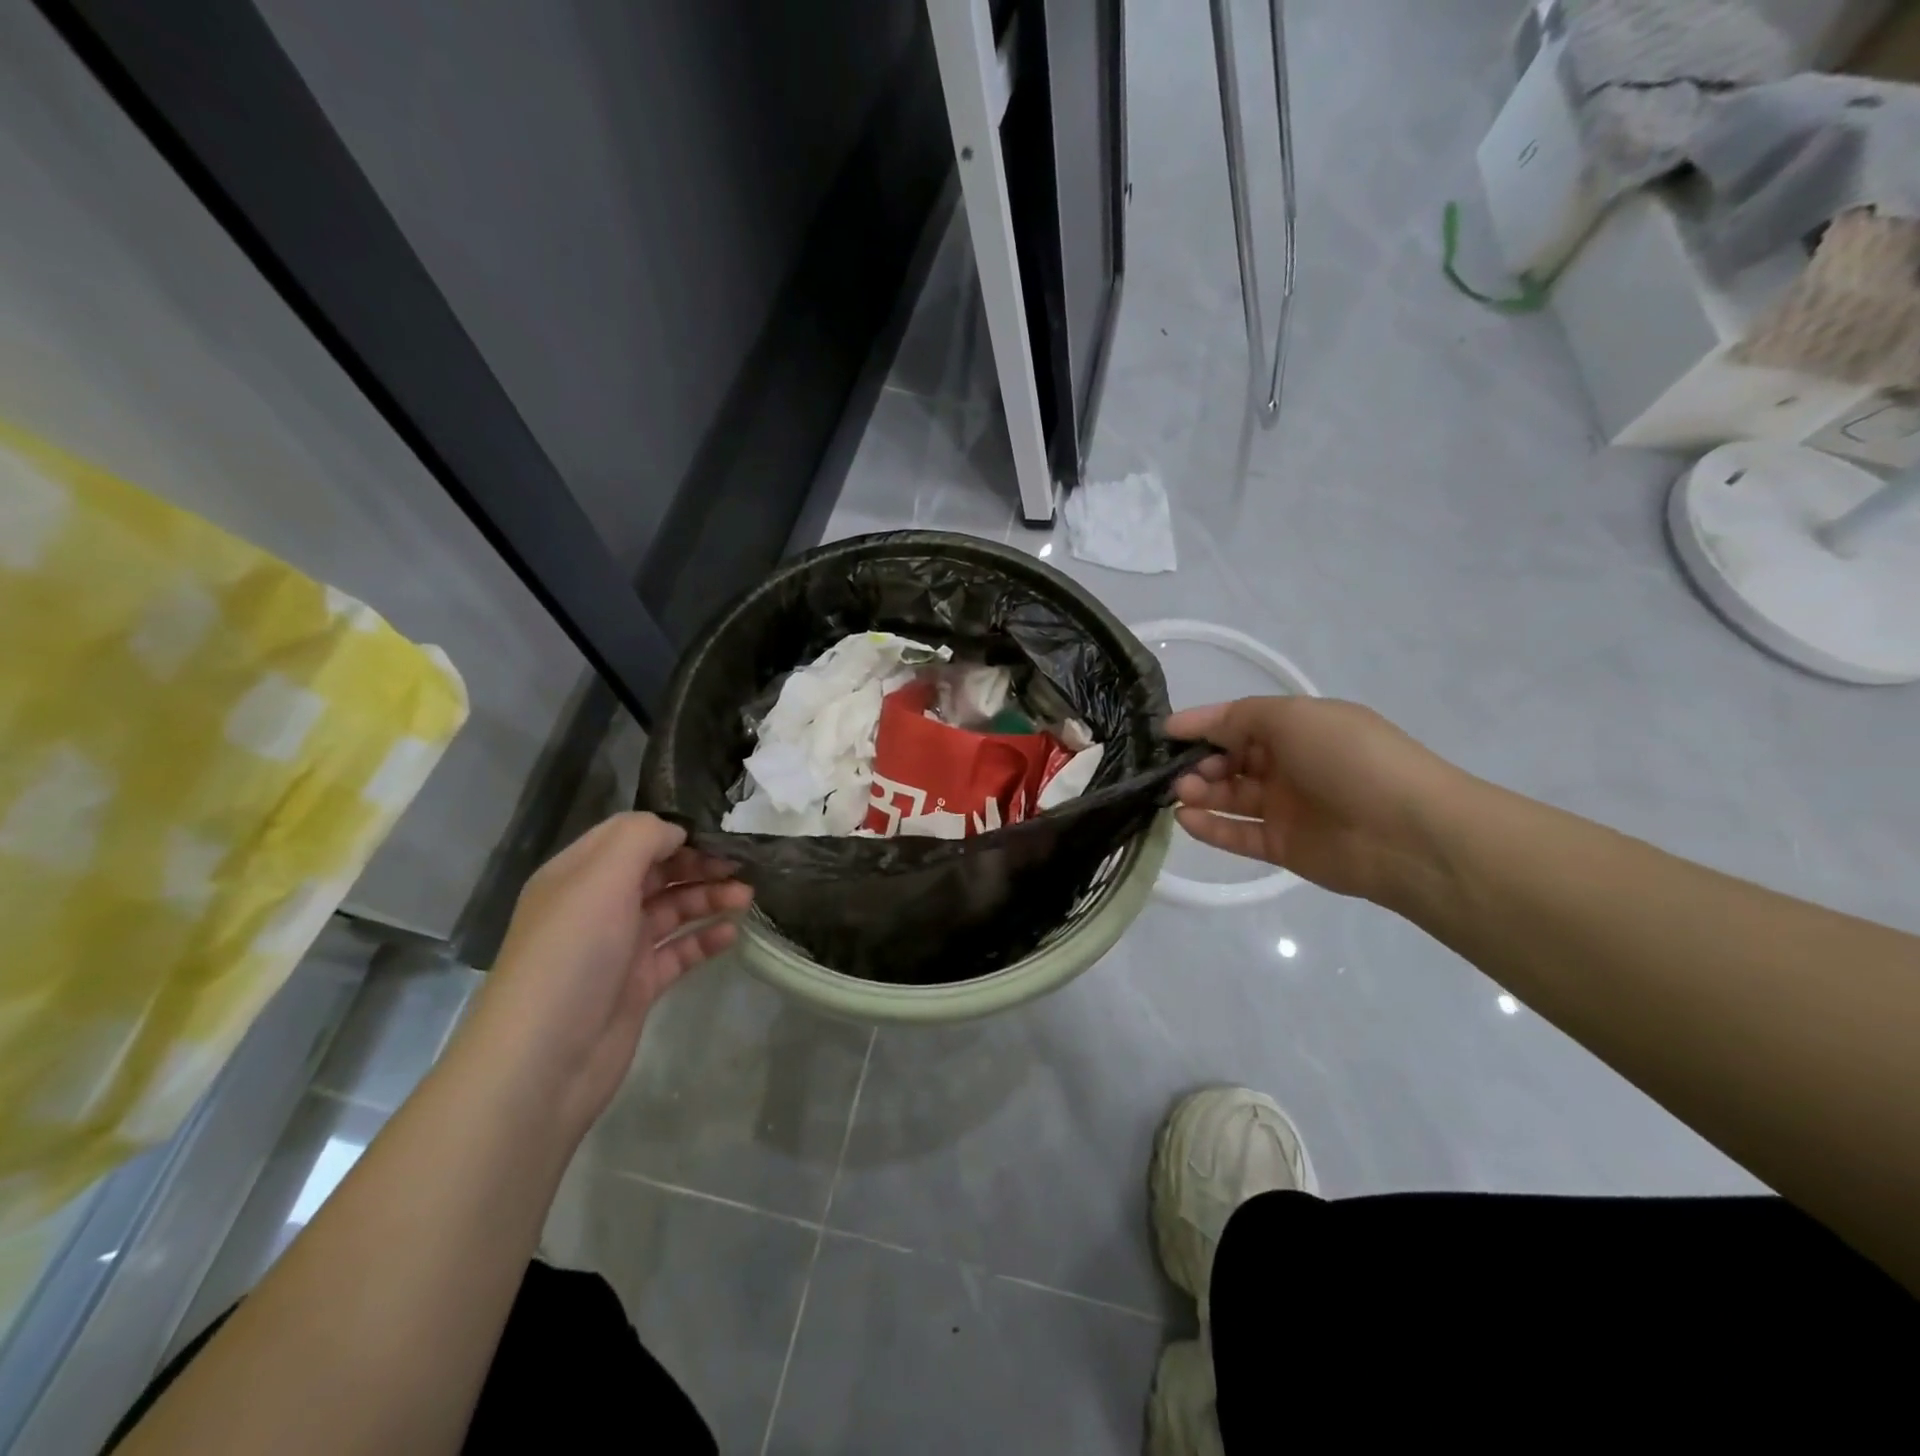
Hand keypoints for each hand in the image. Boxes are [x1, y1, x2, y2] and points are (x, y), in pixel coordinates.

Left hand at [459, 813, 751, 1140]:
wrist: (543, 1063)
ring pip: (672, 910)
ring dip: (709, 898)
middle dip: (699, 864)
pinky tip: (731, 935)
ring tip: (746, 899)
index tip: (719, 833)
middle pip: (657, 872)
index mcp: (578, 875)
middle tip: (743, 866)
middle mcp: (597, 906)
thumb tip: (677, 831)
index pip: (631, 836)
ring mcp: (618, 948)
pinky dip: (705, 940)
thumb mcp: (601, 878)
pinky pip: (679, 952)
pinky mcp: (637, 985)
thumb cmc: (572, 955)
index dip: (673, 831)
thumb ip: (642, 838)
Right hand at [1166, 697, 1468, 904]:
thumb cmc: (1348, 758)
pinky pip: (1239, 834)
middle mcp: (1291, 764)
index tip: (1164, 733)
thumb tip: (1190, 724)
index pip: (1239, 722)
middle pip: (1231, 760)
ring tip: (1179, 794)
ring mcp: (1287, 807)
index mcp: (1299, 728)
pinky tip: (1186, 819)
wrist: (1407, 833)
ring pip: (1231, 797)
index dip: (1202, 725)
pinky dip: (1211, 828)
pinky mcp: (1284, 846)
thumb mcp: (1292, 716)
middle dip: (1199, 762)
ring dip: (1201, 793)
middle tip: (1176, 771)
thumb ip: (1238, 717)